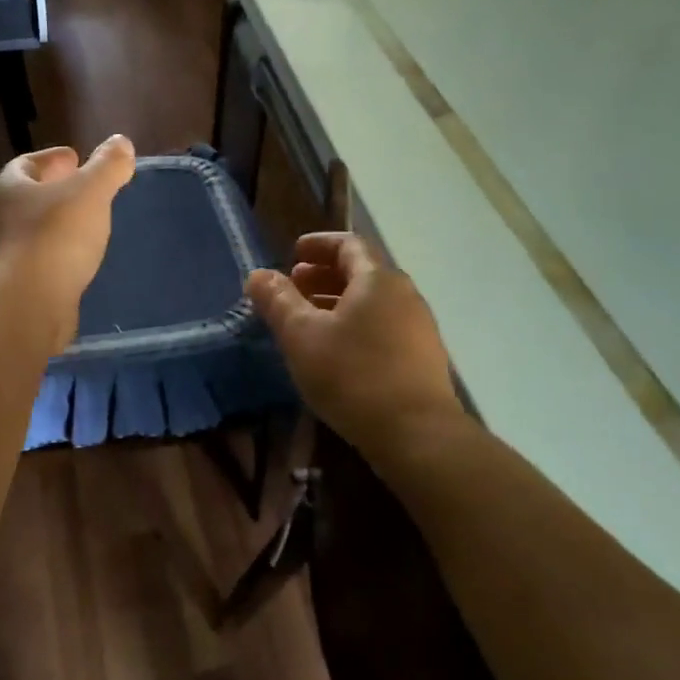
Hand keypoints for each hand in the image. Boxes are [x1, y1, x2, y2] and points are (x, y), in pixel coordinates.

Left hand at [0, 135, 135, 347]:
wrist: (27, 305)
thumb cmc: (55, 236)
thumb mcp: (90, 193)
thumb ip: (107, 166)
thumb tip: (122, 142)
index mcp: (7, 188)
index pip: (26, 164)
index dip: (52, 159)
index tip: (75, 159)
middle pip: (25, 198)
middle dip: (52, 192)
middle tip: (81, 191)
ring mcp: (0, 257)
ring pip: (29, 232)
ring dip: (53, 226)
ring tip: (83, 226)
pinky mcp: (12, 289)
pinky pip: (36, 263)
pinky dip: (54, 256)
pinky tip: (75, 261)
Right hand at [246, 232, 463, 454]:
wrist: (415, 434)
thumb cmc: (352, 375)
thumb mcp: (301, 336)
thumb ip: (277, 301)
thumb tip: (257, 275)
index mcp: (377, 280)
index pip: (348, 245)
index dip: (318, 245)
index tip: (293, 254)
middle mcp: (404, 295)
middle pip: (362, 273)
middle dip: (324, 276)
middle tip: (294, 288)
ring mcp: (418, 327)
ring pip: (372, 303)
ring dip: (338, 303)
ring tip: (309, 321)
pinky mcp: (422, 358)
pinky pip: (383, 327)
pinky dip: (355, 326)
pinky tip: (336, 352)